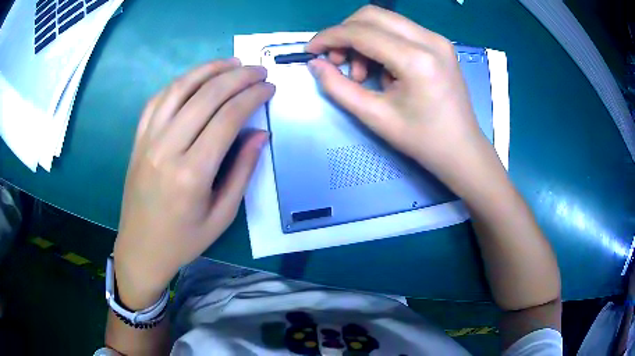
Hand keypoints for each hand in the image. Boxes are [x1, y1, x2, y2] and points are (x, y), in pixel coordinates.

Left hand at [113, 59, 273, 308]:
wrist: (141, 248)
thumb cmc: (184, 239)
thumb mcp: (222, 215)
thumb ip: (242, 171)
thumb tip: (261, 133)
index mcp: (192, 173)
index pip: (228, 118)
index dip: (252, 97)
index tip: (269, 88)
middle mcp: (167, 148)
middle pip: (206, 96)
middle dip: (237, 77)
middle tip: (258, 71)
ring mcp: (148, 140)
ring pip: (179, 89)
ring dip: (208, 69)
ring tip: (231, 62)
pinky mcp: (138, 139)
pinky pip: (158, 100)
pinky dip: (180, 82)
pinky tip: (196, 78)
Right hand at [305, 5, 499, 189]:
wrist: (462, 150)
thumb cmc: (422, 140)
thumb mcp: (375, 117)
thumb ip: (338, 87)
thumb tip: (315, 64)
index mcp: (416, 59)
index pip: (360, 32)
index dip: (329, 37)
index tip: (310, 50)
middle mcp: (429, 39)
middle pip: (372, 15)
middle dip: (345, 33)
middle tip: (337, 62)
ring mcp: (437, 39)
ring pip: (385, 20)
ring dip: (363, 39)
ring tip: (362, 74)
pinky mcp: (439, 44)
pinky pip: (399, 30)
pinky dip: (381, 43)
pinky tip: (383, 70)